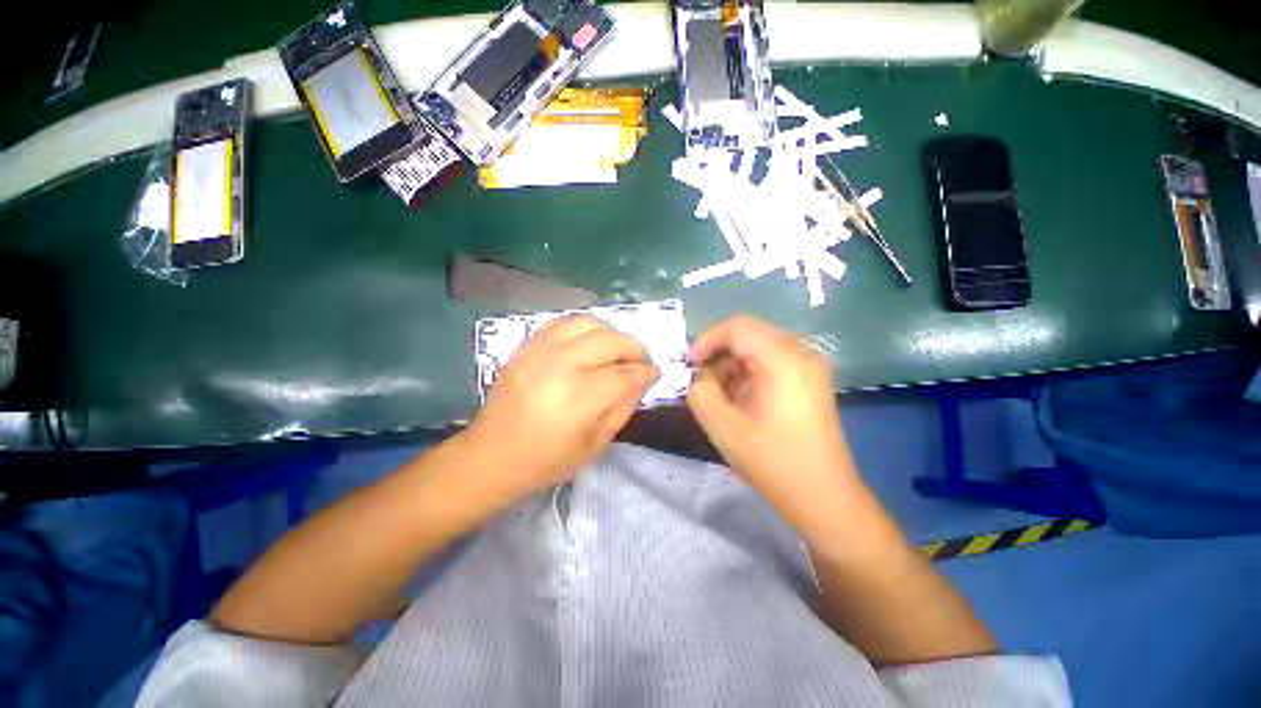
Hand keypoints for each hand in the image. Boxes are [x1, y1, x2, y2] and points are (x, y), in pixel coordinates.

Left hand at [466, 315, 659, 499]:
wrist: (492, 456)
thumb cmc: (547, 460)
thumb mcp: (596, 444)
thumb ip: (624, 407)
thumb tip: (644, 379)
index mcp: (580, 398)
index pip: (626, 373)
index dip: (646, 371)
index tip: (655, 372)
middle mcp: (561, 366)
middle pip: (611, 341)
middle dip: (635, 348)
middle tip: (641, 360)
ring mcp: (540, 351)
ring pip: (588, 323)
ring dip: (610, 332)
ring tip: (616, 348)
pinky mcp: (526, 346)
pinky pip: (562, 322)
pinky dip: (583, 327)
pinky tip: (589, 341)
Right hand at [687, 316, 858, 529]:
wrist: (823, 496)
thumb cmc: (773, 461)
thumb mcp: (723, 427)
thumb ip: (700, 392)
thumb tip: (698, 377)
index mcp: (783, 360)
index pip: (737, 327)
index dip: (707, 340)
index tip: (689, 365)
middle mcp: (801, 353)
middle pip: (749, 332)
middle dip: (718, 351)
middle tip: (699, 376)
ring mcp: (810, 366)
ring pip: (760, 345)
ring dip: (733, 361)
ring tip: (717, 390)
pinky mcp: (810, 379)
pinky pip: (773, 360)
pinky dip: (749, 370)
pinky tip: (738, 395)